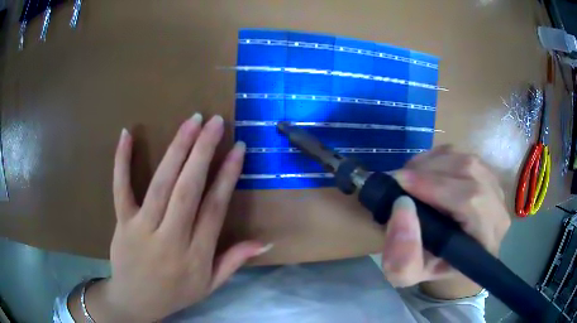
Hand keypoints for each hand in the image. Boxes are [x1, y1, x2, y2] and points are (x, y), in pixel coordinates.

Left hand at [75, 114, 269, 321]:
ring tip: (190, 123)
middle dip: (203, 152)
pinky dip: (122, 161)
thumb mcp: (210, 285)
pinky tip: (127, 134)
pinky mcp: (122, 222)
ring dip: (176, 150)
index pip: (214, 209)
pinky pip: (121, 188)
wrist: (135, 301)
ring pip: (160, 184)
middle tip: (214, 122)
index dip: (227, 176)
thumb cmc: (175, 294)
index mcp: (195, 255)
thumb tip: (265, 242)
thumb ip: (234, 261)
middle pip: (188, 190)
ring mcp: (142, 228)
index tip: (237, 148)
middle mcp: (170, 239)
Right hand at [381, 145, 510, 298]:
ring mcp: (496, 190)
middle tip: (399, 179)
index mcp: (486, 241)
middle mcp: (499, 211)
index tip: (400, 183)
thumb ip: (402, 257)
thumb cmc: (433, 267)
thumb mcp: (410, 274)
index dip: (436, 186)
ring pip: (467, 160)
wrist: (453, 259)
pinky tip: (424, 171)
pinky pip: (464, 155)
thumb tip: (401, 207)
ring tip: (409, 176)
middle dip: (430, 170)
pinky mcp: (488, 176)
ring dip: (433, 162)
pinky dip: (439, 157)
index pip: (471, 201)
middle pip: (471, 171)